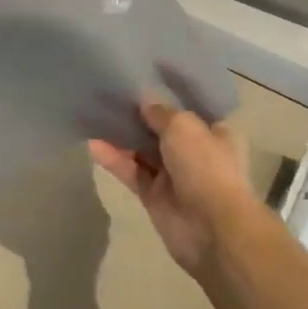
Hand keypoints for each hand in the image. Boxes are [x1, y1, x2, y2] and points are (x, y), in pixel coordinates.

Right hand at [90, 102, 260, 282]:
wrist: (211, 230)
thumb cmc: (205, 167)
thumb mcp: (183, 127)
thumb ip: (160, 112)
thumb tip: (145, 101)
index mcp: (215, 132)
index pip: (190, 108)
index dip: (168, 94)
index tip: (144, 78)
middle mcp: (195, 152)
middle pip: (162, 129)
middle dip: (140, 115)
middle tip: (111, 94)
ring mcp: (173, 176)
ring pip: (143, 150)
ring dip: (122, 136)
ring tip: (96, 114)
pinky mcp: (153, 196)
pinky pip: (131, 172)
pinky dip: (114, 159)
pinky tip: (93, 143)